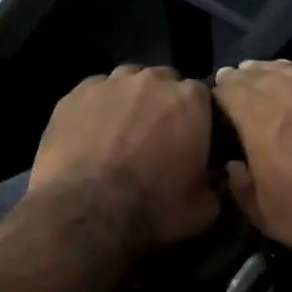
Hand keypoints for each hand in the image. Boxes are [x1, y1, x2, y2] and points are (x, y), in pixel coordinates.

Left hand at [29, 65, 219, 251]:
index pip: (203, 97)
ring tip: (122, 136)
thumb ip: (217, 183)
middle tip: (157, 140)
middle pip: (164, 84)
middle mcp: (152, 80)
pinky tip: (92, 137)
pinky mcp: (74, 94)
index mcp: (191, 101)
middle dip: (164, 105)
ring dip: (131, 103)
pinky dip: (98, 110)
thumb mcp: (204, 208)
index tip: (193, 142)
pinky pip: (94, 94)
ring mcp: (110, 83)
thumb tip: (216, 176)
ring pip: (127, 84)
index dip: (198, 120)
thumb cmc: (154, 208)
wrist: (86, 212)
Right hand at [212, 60, 291, 251]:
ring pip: (290, 68)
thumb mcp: (261, 212)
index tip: (217, 103)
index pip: (228, 89)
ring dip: (272, 73)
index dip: (219, 94)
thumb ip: (239, 184)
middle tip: (238, 84)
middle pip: (257, 73)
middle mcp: (290, 92)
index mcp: (259, 118)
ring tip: (266, 78)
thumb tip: (234, 165)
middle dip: (243, 79)